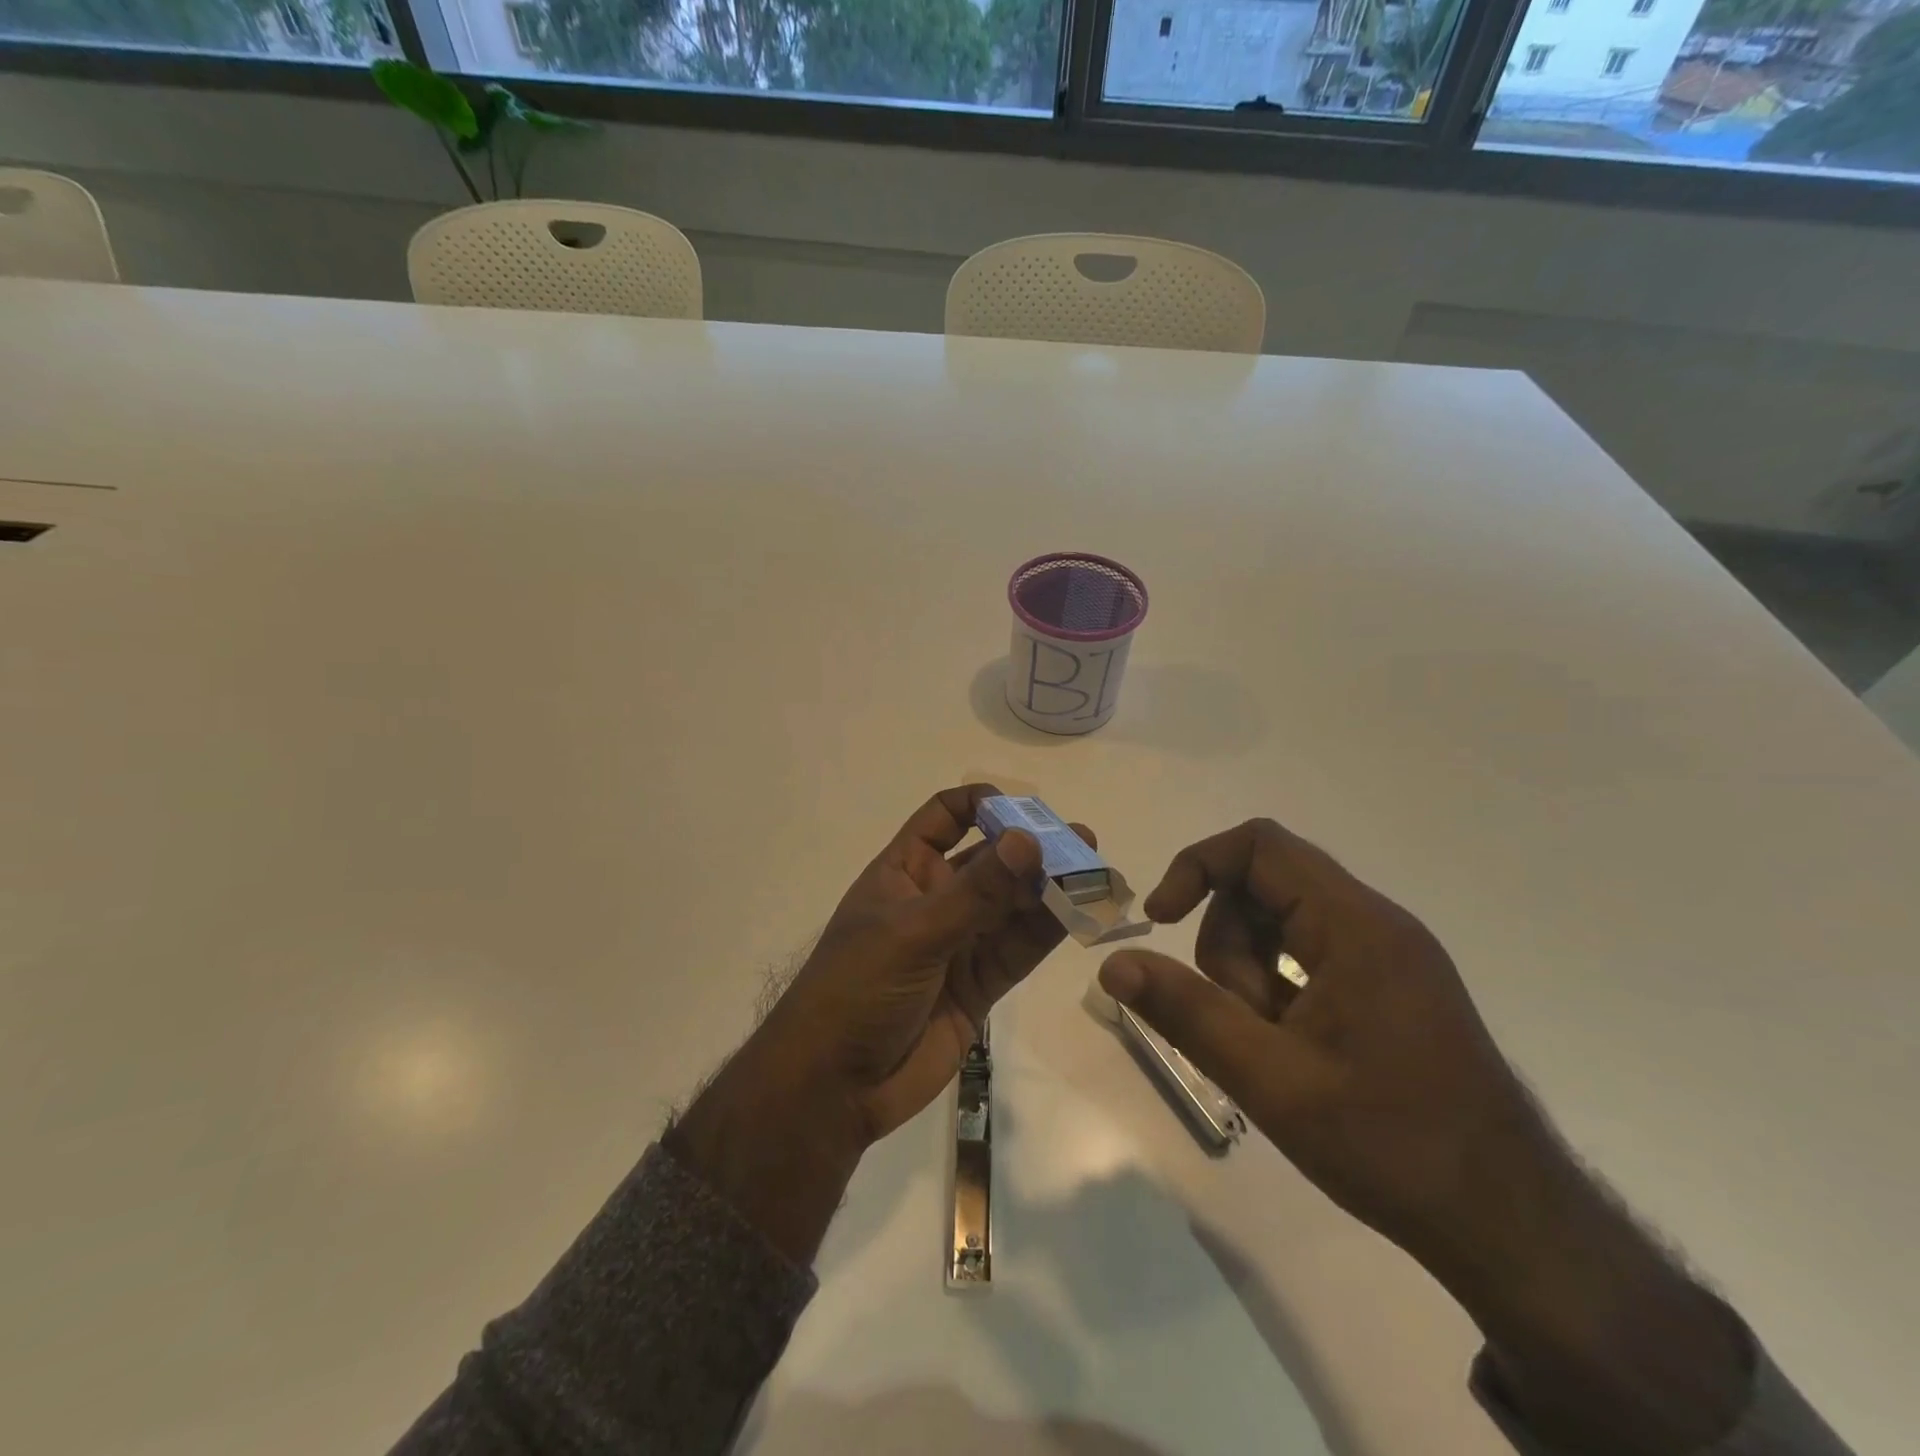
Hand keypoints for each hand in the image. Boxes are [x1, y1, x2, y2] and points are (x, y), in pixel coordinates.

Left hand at [675, 785, 1089, 1261]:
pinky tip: (1081, 913)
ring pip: (1012, 905)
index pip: (944, 817)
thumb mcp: (913, 933)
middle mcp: (935, 899)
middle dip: (1031, 848)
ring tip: (1095, 872)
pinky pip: (1019, 949)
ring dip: (1050, 888)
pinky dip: (1048, 931)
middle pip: (990, 860)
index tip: (1023, 810)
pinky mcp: (980, 984)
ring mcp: (959, 942)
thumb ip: (976, 893)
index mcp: (904, 872)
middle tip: (1081, 841)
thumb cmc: (856, 990)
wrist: (834, 1087)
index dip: (981, 804)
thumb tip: (1028, 840)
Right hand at [1098, 816, 1530, 1263]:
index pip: (1258, 846)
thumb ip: (1186, 1012)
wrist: (1511, 1226)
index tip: (1161, 922)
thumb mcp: (1271, 1079)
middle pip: (1264, 886)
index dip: (1196, 867)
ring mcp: (1387, 955)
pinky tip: (1292, 1051)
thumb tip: (1113, 965)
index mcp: (1355, 925)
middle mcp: (1375, 923)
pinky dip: (1279, 989)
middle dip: (1227, 945)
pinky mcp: (1389, 986)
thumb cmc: (1390, 1145)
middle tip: (1239, 1020)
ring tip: (1273, 1048)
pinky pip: (1308, 956)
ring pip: (1281, 925)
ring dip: (1251, 975)